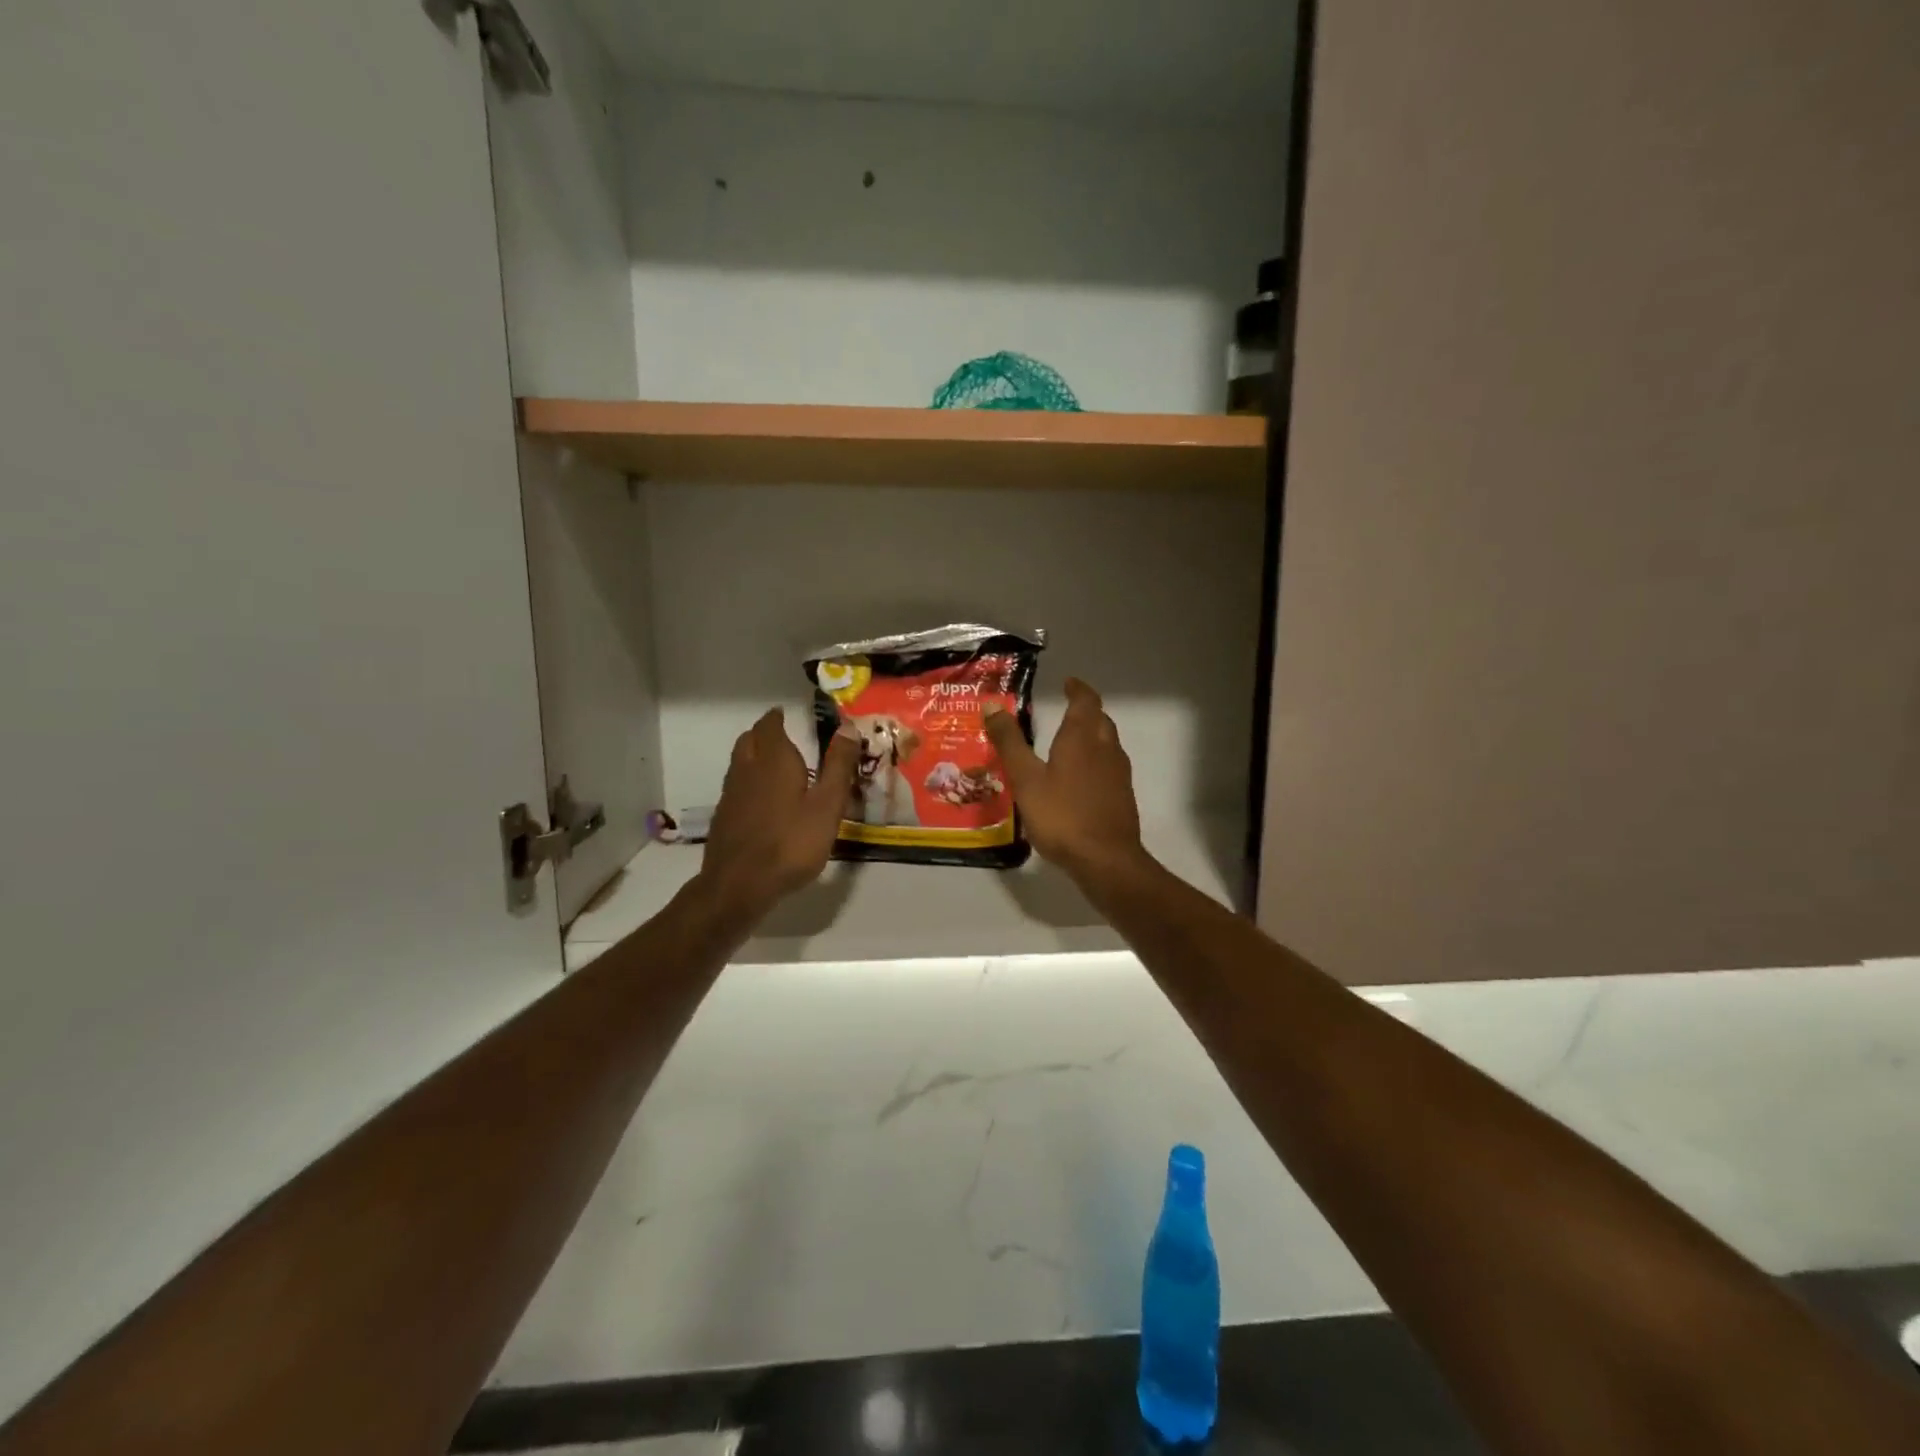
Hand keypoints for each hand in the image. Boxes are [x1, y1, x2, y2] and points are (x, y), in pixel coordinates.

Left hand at [698, 709, 858, 918]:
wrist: (739, 885)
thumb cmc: (791, 842)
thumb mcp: (827, 805)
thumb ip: (838, 766)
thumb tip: (847, 726)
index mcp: (774, 760)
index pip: (770, 726)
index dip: (777, 718)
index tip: (786, 714)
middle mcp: (747, 769)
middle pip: (749, 740)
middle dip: (764, 733)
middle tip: (781, 735)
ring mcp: (731, 794)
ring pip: (740, 762)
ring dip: (754, 755)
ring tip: (774, 764)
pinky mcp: (724, 817)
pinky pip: (736, 786)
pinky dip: (749, 781)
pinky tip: (762, 800)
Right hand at [984, 678, 1148, 883]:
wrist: (1106, 859)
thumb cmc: (1062, 815)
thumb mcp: (1026, 778)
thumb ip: (1009, 742)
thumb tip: (993, 705)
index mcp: (1082, 738)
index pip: (1086, 701)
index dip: (1078, 689)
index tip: (1069, 683)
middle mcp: (1106, 749)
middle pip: (1100, 720)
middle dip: (1085, 711)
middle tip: (1067, 710)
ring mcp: (1119, 774)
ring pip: (1108, 743)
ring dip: (1092, 735)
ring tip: (1071, 742)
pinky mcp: (1122, 797)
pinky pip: (1109, 766)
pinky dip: (1096, 760)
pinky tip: (1081, 778)